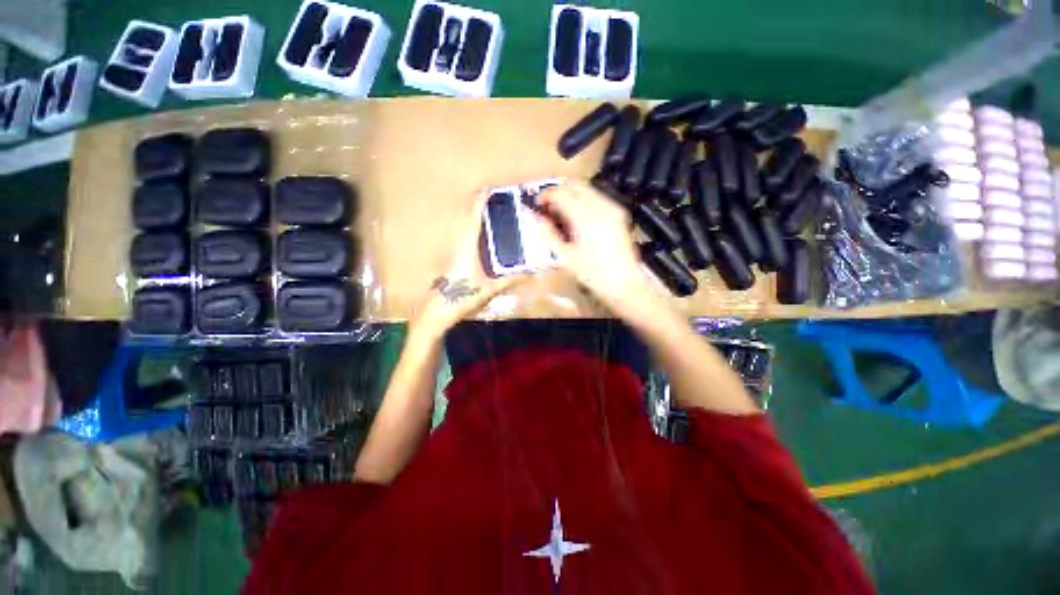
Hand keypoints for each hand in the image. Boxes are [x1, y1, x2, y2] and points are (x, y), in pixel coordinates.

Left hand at [411, 192, 526, 337]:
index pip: (473, 221)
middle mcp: (456, 247)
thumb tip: (531, 274)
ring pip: (459, 230)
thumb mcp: (488, 290)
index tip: (484, 190)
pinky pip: (459, 240)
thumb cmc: (461, 299)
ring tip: (482, 214)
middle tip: (486, 199)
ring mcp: (450, 254)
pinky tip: (475, 239)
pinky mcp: (448, 262)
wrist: (435, 313)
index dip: (478, 205)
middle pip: (463, 221)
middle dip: (473, 207)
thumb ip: (509, 281)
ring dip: (469, 219)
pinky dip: (467, 232)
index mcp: (466, 249)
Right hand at [535, 181, 649, 310]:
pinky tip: (577, 217)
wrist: (624, 283)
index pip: (561, 193)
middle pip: (574, 185)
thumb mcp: (565, 257)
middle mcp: (600, 207)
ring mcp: (612, 208)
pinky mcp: (618, 213)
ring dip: (570, 194)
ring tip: (561, 212)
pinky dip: (583, 200)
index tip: (537, 203)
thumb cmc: (593, 274)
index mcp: (585, 218)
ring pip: (586, 188)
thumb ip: (548, 233)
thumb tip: (537, 217)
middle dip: (557, 191)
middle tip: (547, 206)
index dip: (546, 195)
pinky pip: (596, 197)